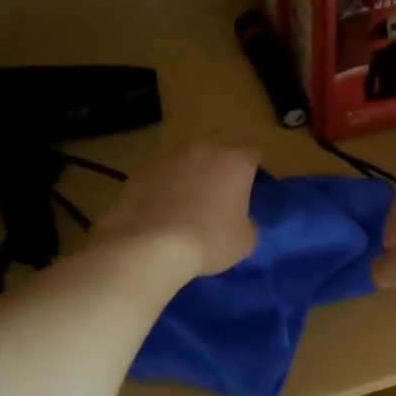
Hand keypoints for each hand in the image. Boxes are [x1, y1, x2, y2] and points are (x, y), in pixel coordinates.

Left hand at [94, 142, 259, 278]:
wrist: (152, 245)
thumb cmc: (211, 239)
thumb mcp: (246, 240)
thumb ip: (248, 223)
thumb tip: (241, 222)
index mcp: (235, 161)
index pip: (254, 153)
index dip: (254, 171)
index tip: (252, 191)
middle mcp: (203, 150)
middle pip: (218, 152)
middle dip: (221, 170)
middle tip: (221, 199)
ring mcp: (169, 158)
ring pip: (187, 163)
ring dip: (191, 178)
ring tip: (188, 208)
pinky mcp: (141, 173)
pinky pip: (161, 178)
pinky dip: (165, 191)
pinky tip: (163, 215)